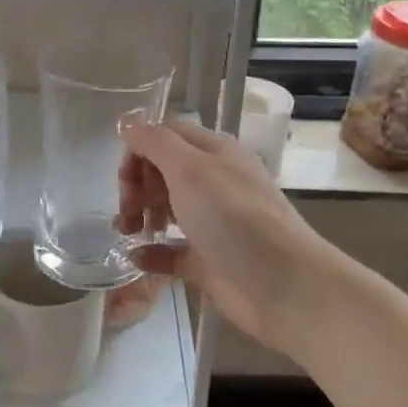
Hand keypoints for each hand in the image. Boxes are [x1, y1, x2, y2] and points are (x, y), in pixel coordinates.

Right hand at [116, 118, 339, 354]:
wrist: (284, 286)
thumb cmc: (234, 218)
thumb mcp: (190, 169)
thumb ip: (155, 142)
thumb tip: (126, 120)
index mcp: (214, 152)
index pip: (167, 136)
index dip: (140, 149)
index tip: (124, 176)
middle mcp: (214, 182)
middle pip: (163, 171)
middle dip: (137, 185)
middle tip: (128, 210)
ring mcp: (212, 223)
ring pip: (166, 209)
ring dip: (140, 216)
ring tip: (127, 233)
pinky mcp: (208, 261)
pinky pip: (171, 251)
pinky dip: (151, 253)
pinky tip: (136, 258)